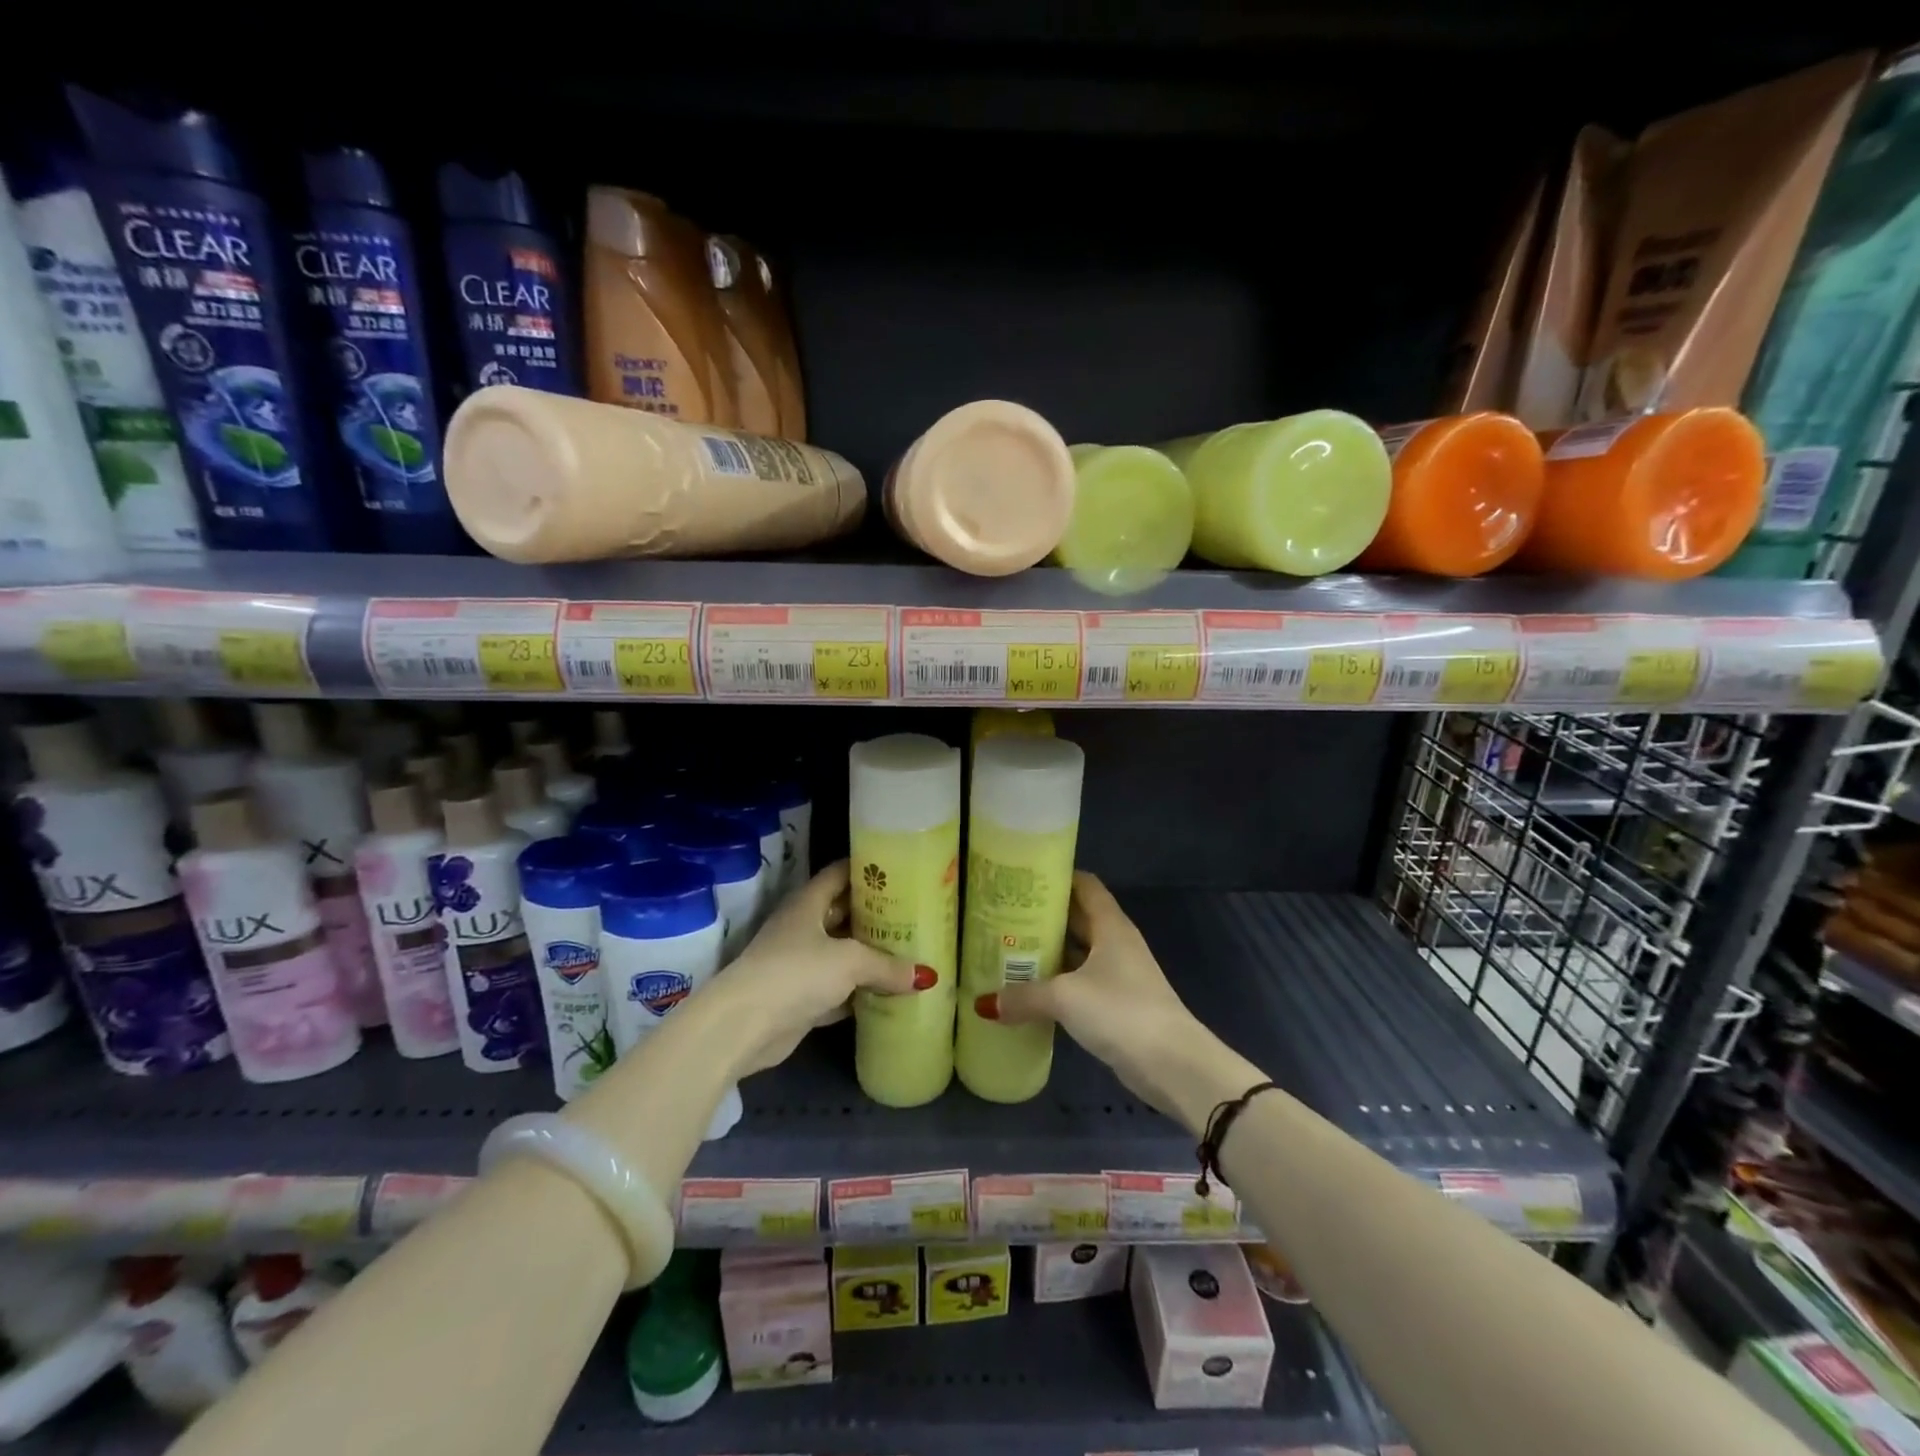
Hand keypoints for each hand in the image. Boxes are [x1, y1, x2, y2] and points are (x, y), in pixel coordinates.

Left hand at [709, 860, 929, 1077]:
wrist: (744, 1026)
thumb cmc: (796, 972)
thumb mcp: (849, 961)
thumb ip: (887, 965)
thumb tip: (926, 976)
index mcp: (808, 903)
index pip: (840, 873)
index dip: (868, 869)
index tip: (902, 871)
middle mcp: (803, 927)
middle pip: (845, 914)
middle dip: (877, 916)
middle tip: (916, 915)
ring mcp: (801, 964)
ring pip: (844, 954)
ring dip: (871, 957)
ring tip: (912, 952)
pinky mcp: (802, 999)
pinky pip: (840, 990)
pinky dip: (861, 993)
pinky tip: (891, 994)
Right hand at [984, 871, 1236, 1128]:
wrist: (1172, 1064)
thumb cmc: (1120, 1011)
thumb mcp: (1065, 998)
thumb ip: (1024, 996)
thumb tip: (985, 1004)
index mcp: (1110, 926)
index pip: (1084, 885)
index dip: (1057, 877)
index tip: (1022, 878)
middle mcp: (1116, 943)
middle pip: (1078, 918)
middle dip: (1044, 916)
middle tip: (1003, 915)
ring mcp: (1119, 974)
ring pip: (1078, 953)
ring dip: (1049, 952)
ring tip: (1007, 949)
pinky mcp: (1117, 1005)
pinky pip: (1080, 982)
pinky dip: (1058, 982)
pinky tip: (1030, 990)